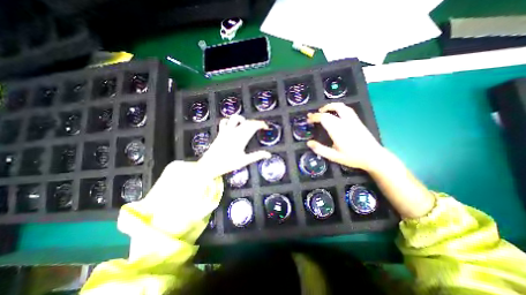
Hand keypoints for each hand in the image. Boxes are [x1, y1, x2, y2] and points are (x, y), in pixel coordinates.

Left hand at [197, 114, 270, 178]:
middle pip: (247, 122)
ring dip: (243, 119)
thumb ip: (256, 156)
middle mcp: (234, 132)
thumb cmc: (227, 164)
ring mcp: (226, 131)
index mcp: (241, 138)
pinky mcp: (220, 133)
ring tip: (247, 124)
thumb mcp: (244, 161)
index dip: (261, 124)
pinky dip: (229, 121)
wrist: (210, 165)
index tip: (266, 127)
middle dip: (255, 122)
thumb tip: (268, 154)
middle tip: (260, 127)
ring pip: (235, 118)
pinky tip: (232, 125)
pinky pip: (224, 122)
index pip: (253, 126)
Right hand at [309, 103, 384, 171]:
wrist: (374, 156)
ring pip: (340, 107)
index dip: (314, 117)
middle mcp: (345, 122)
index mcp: (338, 131)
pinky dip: (338, 108)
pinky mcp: (357, 121)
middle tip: (312, 116)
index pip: (323, 118)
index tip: (308, 120)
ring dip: (329, 106)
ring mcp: (352, 120)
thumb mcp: (334, 157)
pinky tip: (335, 112)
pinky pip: (347, 109)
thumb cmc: (353, 157)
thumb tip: (309, 143)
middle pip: (330, 112)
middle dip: (319, 112)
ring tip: (322, 110)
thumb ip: (320, 150)